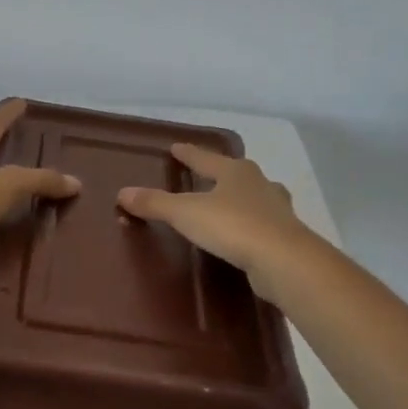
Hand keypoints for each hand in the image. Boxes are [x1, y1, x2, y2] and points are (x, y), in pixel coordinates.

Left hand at [0, 100, 80, 284]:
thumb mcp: (7, 185)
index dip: (6, 115)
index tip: (21, 103)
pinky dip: (11, 225)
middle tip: (39, 153)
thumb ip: (40, 180)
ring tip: (43, 197)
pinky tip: (30, 232)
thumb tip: (75, 183)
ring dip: (13, 195)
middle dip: (11, 155)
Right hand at [117, 144, 315, 300]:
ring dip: (241, 198)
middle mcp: (260, 184)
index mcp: (236, 172)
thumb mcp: (186, 213)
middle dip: (221, 173)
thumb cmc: (233, 226)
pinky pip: (262, 224)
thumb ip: (155, 203)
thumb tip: (123, 193)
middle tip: (206, 174)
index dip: (189, 154)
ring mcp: (277, 210)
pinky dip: (251, 224)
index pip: (206, 158)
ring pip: (255, 197)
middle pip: (235, 174)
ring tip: (229, 202)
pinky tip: (245, 232)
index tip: (176, 147)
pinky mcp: (285, 237)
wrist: (284, 261)